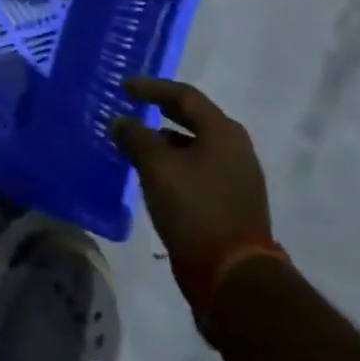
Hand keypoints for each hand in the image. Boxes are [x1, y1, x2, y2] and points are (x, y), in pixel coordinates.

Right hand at [110, 79, 270, 263]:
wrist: (232, 273)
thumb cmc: (194, 207)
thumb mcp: (156, 167)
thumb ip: (135, 137)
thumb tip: (121, 122)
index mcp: (223, 132)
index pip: (185, 96)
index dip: (152, 88)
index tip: (125, 88)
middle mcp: (236, 149)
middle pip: (195, 119)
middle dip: (161, 111)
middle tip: (134, 107)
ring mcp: (238, 177)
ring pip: (196, 145)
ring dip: (167, 140)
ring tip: (138, 142)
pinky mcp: (232, 201)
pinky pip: (199, 168)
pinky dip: (176, 162)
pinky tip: (155, 173)